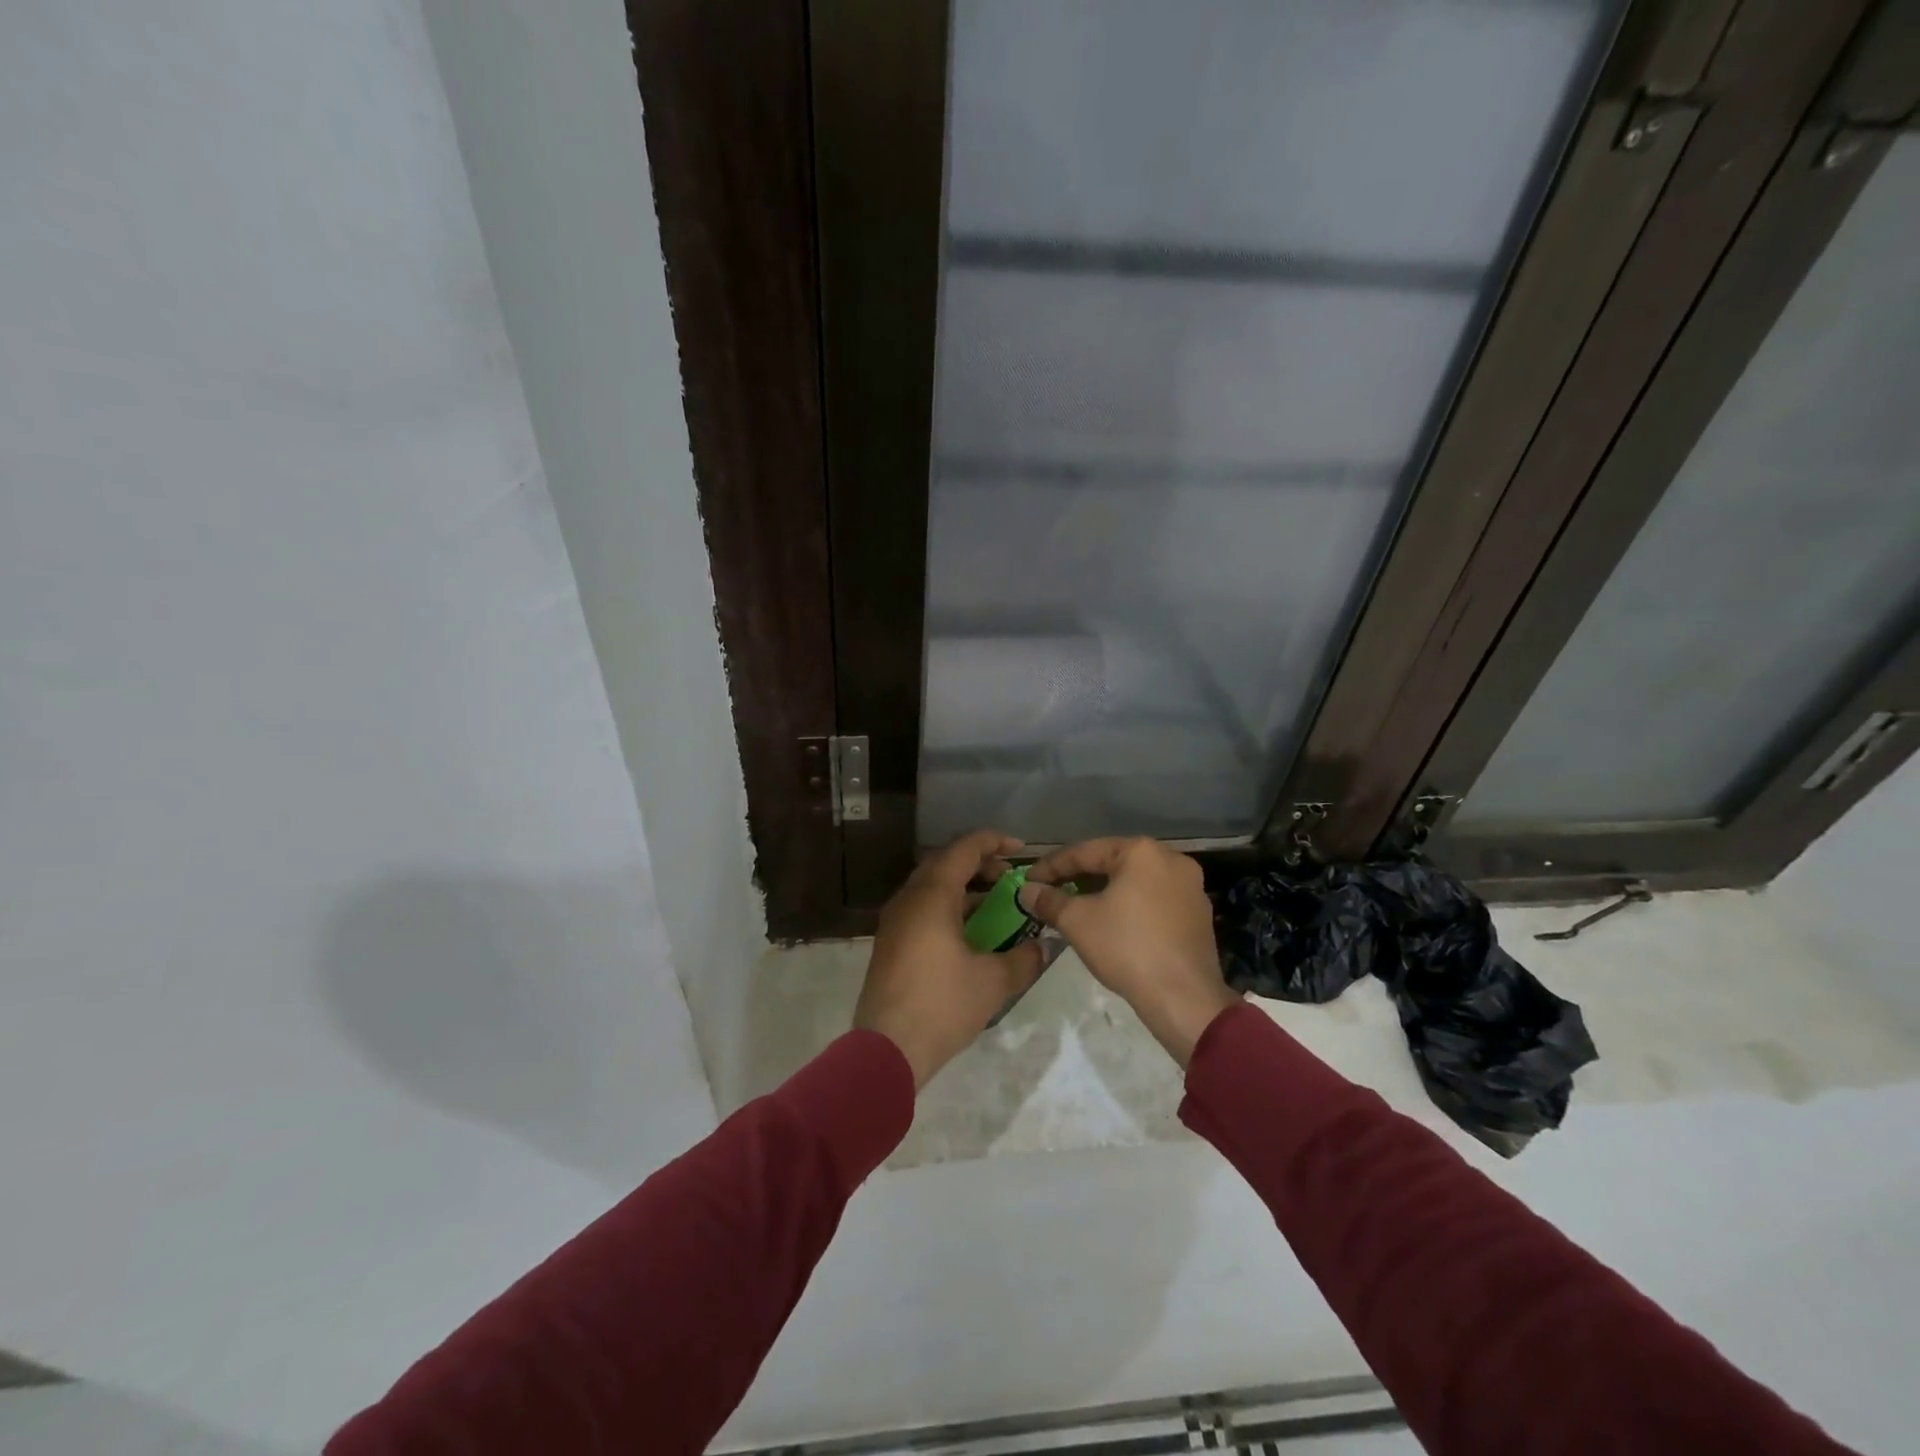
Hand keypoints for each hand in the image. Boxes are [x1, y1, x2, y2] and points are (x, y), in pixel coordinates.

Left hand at [854, 830, 1049, 1089]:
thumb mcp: (993, 982)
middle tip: (1009, 876)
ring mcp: (894, 921)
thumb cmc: (942, 1006)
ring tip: (994, 902)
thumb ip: (1024, 959)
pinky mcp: (890, 942)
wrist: (887, 1048)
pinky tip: (968, 931)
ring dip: (962, 885)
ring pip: (930, 885)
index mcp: (932, 896)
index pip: (964, 849)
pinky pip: (921, 907)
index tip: (1021, 849)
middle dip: (979, 862)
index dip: (993, 842)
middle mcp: (909, 899)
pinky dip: (947, 905)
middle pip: (944, 862)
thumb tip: (1044, 947)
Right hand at [1021, 837, 1238, 1066]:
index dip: (1051, 867)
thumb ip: (1049, 900)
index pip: (1085, 852)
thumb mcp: (1077, 921)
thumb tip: (1027, 890)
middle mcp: (1171, 859)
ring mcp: (1190, 886)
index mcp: (1142, 851)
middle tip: (1050, 893)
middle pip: (1112, 863)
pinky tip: (1112, 924)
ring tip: (1077, 908)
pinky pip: (1154, 900)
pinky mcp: (1198, 913)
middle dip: (1078, 878)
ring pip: (1134, 882)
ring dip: (1104, 892)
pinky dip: (1130, 906)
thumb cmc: (1126, 948)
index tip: (1028, 880)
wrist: (1183, 998)